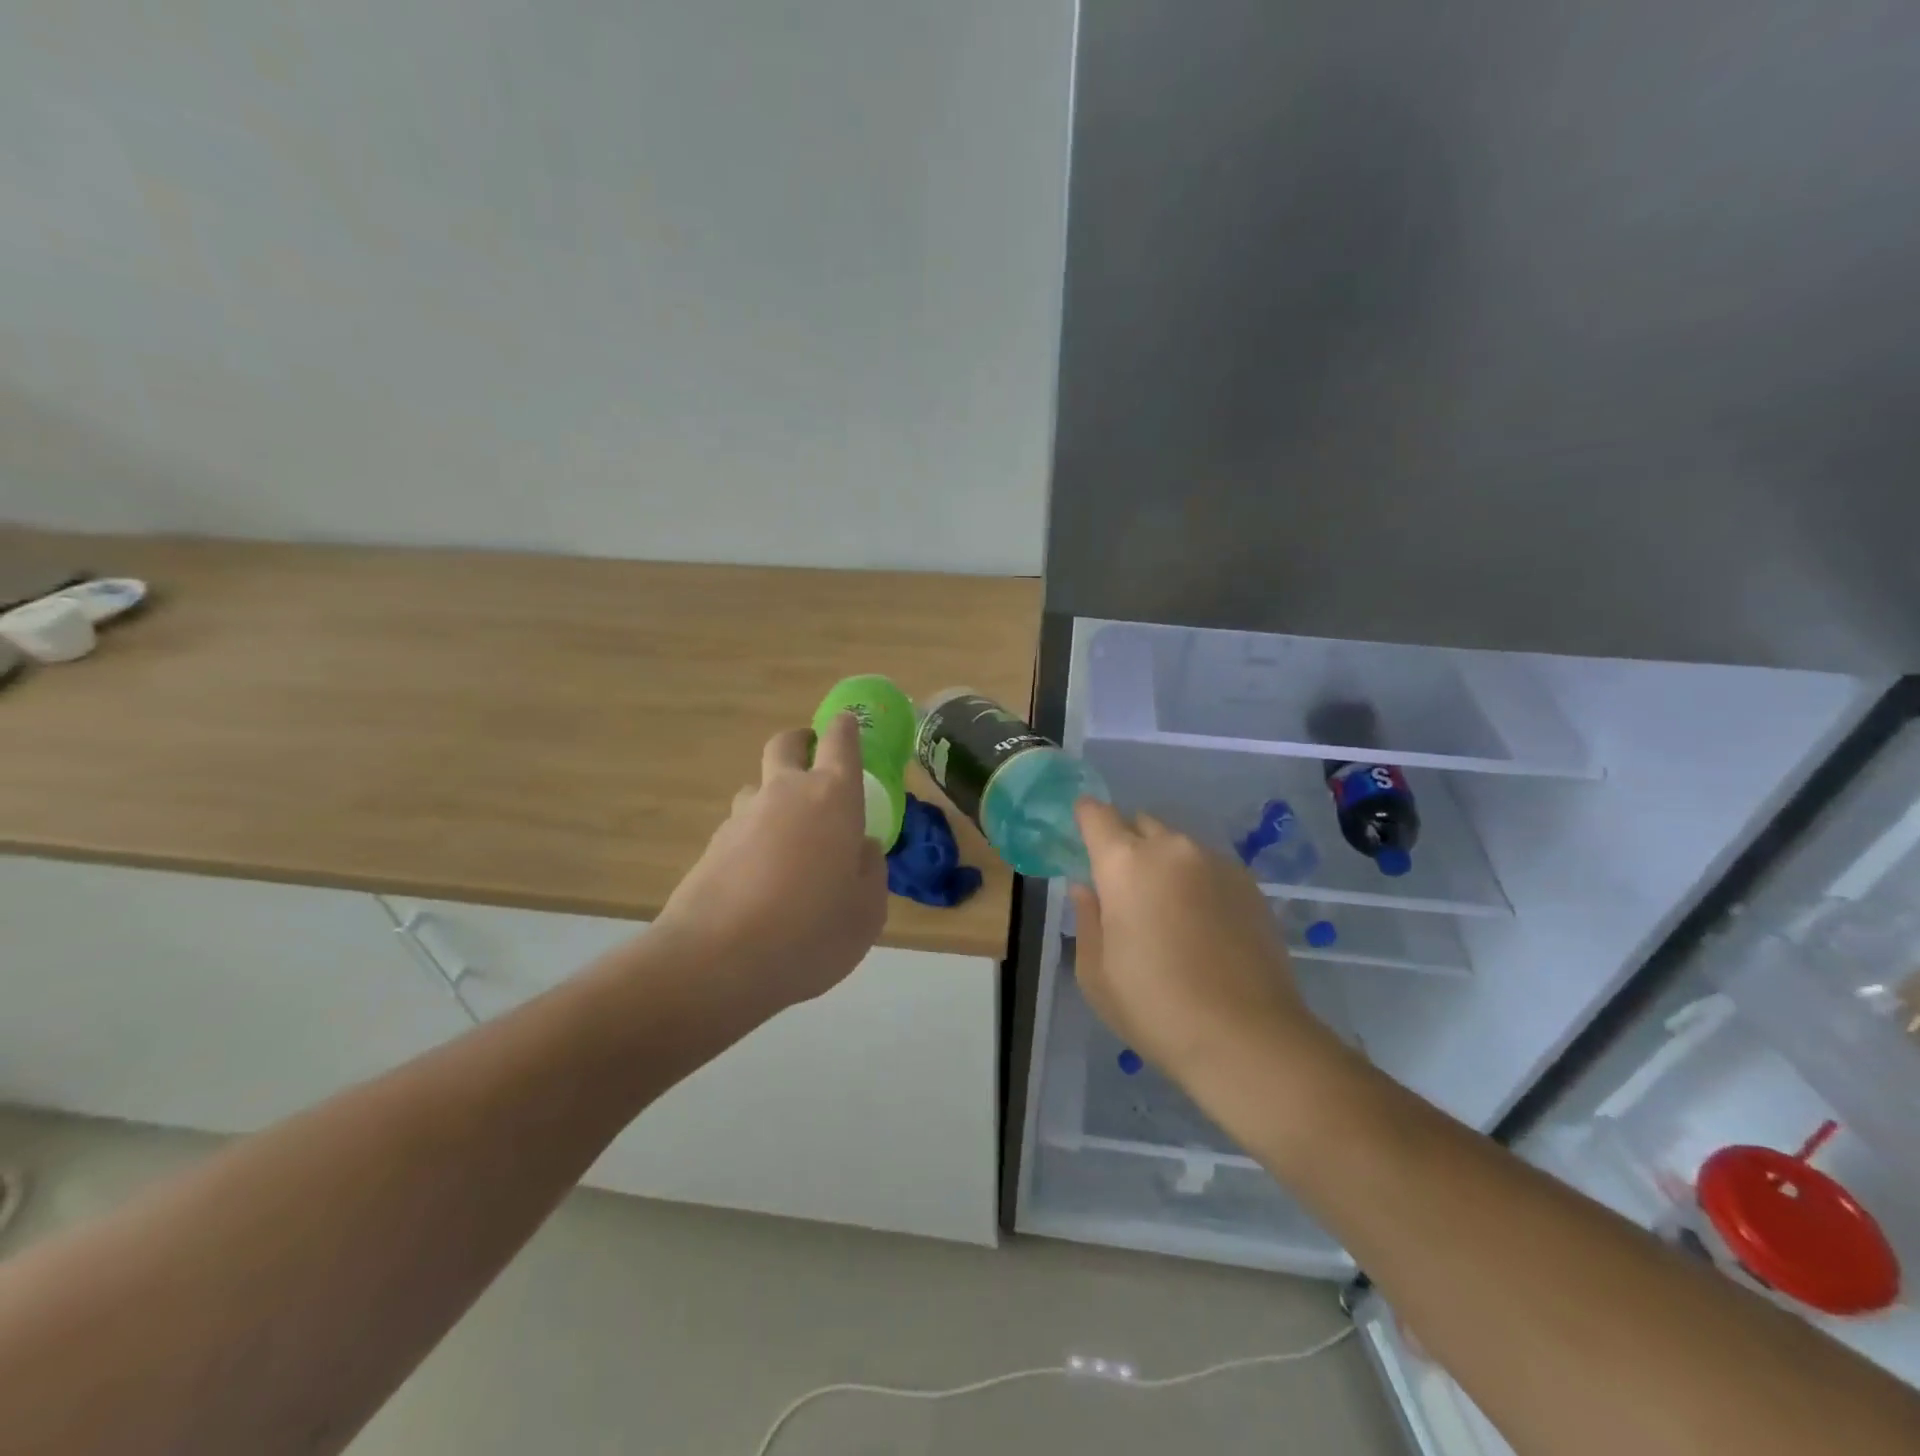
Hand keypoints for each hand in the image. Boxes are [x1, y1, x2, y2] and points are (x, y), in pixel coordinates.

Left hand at [655, 714, 887, 1012]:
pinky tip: (761, 881)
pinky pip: (741, 829)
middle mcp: (785, 794)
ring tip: (789, 841)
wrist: (717, 962)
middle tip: (813, 761)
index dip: (846, 728)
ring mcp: (741, 817)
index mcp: (832, 798)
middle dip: (801, 743)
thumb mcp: (867, 912)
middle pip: (786, 745)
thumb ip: (870, 870)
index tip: (847, 723)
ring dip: (775, 798)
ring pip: (759, 788)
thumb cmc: (812, 932)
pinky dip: (754, 840)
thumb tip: (860, 847)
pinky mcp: (711, 846)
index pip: (841, 743)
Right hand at [1069, 800, 1333, 1084]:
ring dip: (1164, 863)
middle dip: (1126, 844)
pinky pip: (1209, 867)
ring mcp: (1215, 862)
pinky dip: (1197, 881)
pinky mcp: (1249, 884)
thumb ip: (1087, 919)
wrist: (1247, 1037)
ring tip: (1168, 910)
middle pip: (1139, 824)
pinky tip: (1202, 924)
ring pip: (1177, 846)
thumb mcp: (1096, 973)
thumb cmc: (1154, 1007)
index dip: (1085, 818)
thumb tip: (1087, 889)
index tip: (1081, 835)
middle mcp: (1171, 849)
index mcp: (1124, 863)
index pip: (1096, 814)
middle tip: (1123, 887)